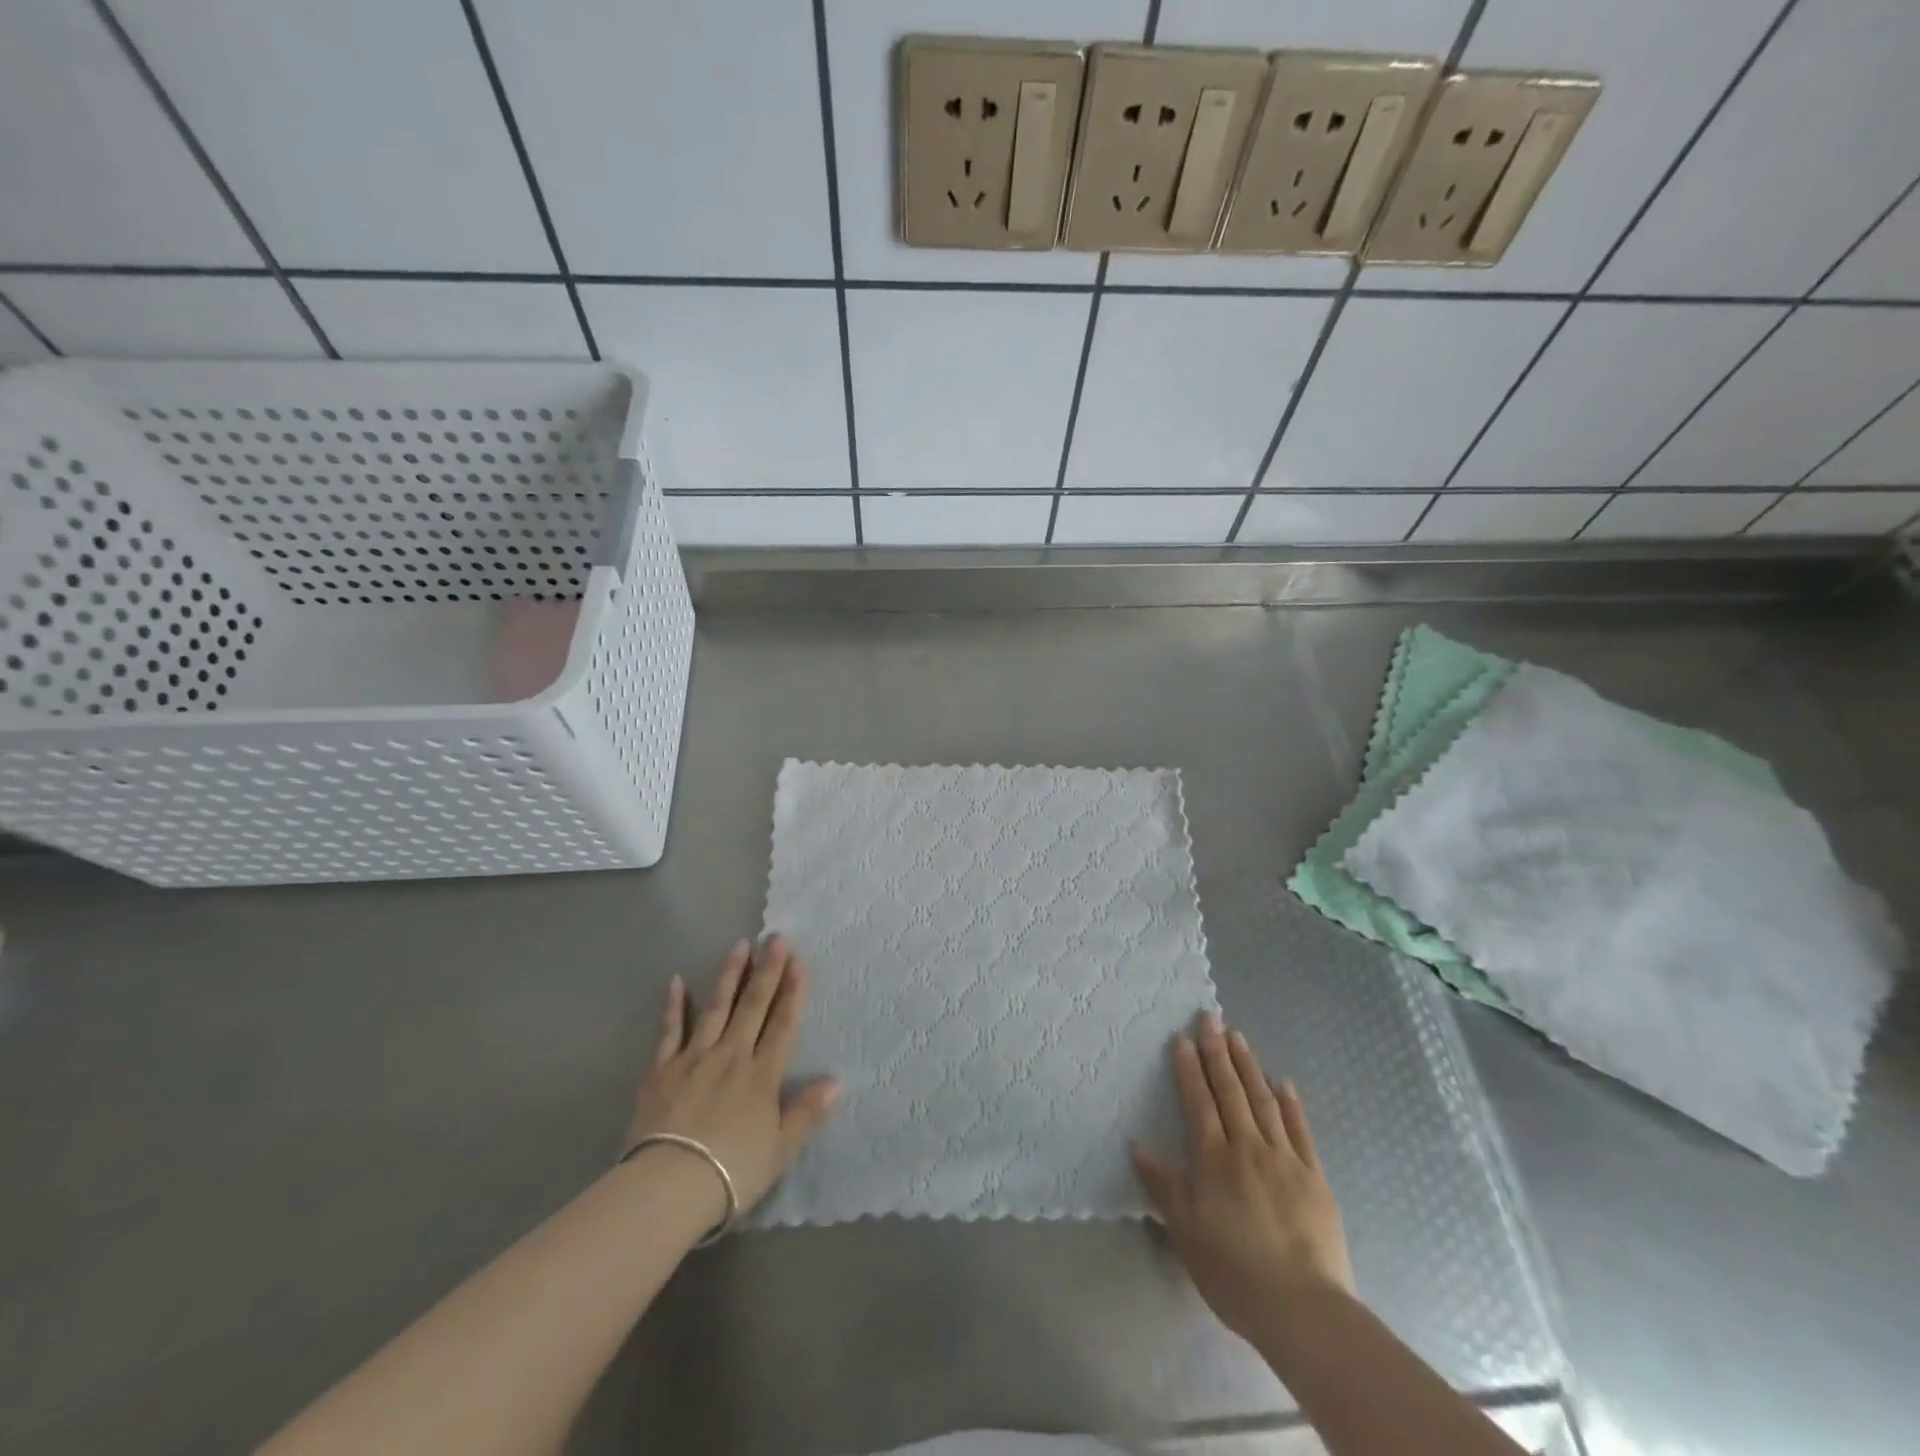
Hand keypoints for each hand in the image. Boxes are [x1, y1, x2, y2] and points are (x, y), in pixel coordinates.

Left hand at [625, 935, 839, 1218]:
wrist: (668, 1187)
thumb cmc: (732, 1172)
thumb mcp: (781, 1149)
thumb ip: (807, 1112)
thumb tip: (837, 1081)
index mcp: (762, 1075)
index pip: (783, 1024)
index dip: (793, 991)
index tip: (799, 960)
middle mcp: (732, 1056)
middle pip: (753, 1006)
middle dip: (767, 970)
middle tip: (774, 937)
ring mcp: (694, 1058)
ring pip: (716, 1008)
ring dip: (729, 975)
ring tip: (739, 945)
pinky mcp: (661, 1070)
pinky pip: (669, 1031)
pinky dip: (673, 1006)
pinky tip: (676, 981)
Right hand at [1131, 1014, 1354, 1345]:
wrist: (1304, 1310)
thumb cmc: (1234, 1273)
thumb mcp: (1185, 1233)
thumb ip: (1163, 1184)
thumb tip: (1137, 1144)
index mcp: (1215, 1160)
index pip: (1199, 1102)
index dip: (1190, 1069)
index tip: (1183, 1038)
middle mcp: (1248, 1148)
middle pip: (1231, 1091)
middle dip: (1218, 1053)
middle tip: (1210, 1018)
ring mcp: (1285, 1159)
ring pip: (1264, 1101)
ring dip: (1249, 1066)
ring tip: (1238, 1037)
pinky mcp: (1315, 1177)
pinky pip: (1300, 1131)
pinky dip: (1290, 1104)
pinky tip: (1284, 1083)